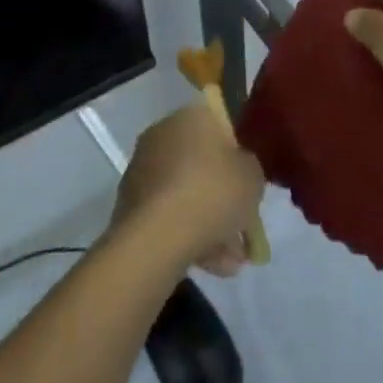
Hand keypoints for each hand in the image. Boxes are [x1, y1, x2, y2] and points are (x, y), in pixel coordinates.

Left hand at [112, 102, 264, 277]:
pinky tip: (211, 266)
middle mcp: (162, 135)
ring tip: (231, 261)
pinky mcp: (129, 205)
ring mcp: (142, 170)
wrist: (157, 237)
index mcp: (191, 116)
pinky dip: (188, 235)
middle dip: (223, 198)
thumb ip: (249, 169)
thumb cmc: (212, 192)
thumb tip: (238, 171)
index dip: (237, 158)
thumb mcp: (253, 176)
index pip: (220, 128)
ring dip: (209, 224)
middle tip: (242, 228)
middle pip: (202, 165)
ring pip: (186, 194)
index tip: (248, 185)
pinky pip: (168, 215)